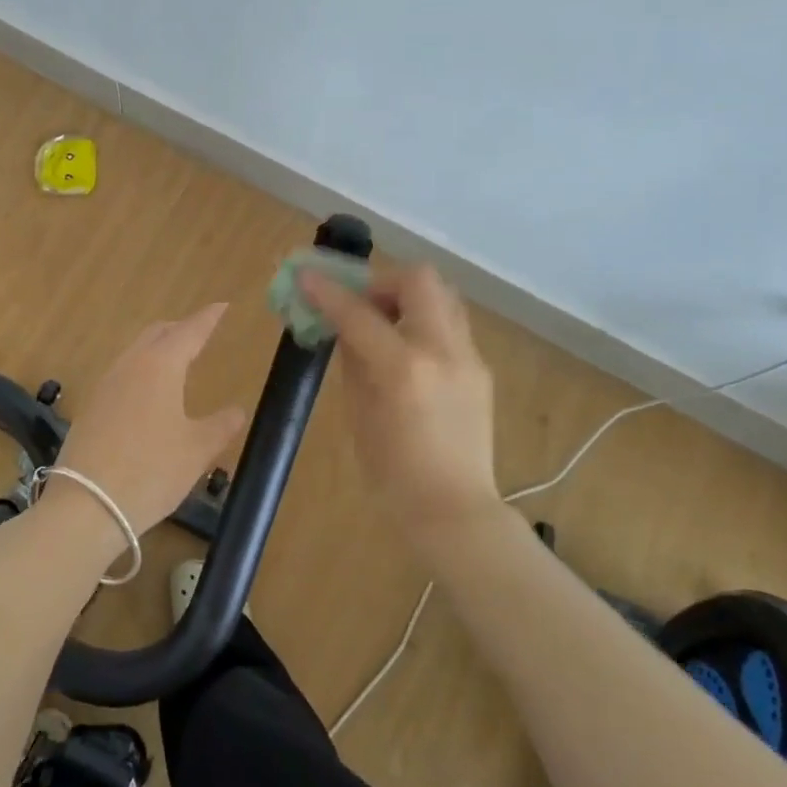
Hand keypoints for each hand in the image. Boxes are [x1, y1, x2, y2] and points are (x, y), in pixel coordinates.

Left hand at [44, 304, 247, 558]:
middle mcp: (130, 365)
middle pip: (157, 333)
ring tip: (176, 361)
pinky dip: (141, 370)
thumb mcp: (197, 451)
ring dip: (158, 348)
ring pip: (136, 352)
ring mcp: (105, 384)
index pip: (190, 330)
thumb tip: (238, 410)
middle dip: (181, 328)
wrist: (86, 506)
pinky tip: (147, 394)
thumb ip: (221, 425)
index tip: (222, 306)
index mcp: (160, 365)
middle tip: (201, 333)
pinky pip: (121, 374)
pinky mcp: (90, 407)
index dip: (208, 318)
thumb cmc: (151, 472)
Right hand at [300, 264, 500, 546]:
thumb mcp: (358, 414)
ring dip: (407, 296)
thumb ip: (353, 361)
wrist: (453, 510)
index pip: (359, 313)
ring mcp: (468, 357)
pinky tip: (407, 350)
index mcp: (403, 369)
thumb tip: (344, 327)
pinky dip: (423, 321)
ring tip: (385, 322)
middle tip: (360, 303)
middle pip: (418, 280)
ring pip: (442, 295)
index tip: (305, 276)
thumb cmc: (392, 474)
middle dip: (382, 281)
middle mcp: (442, 351)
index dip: (328, 292)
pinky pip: (449, 324)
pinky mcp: (481, 368)